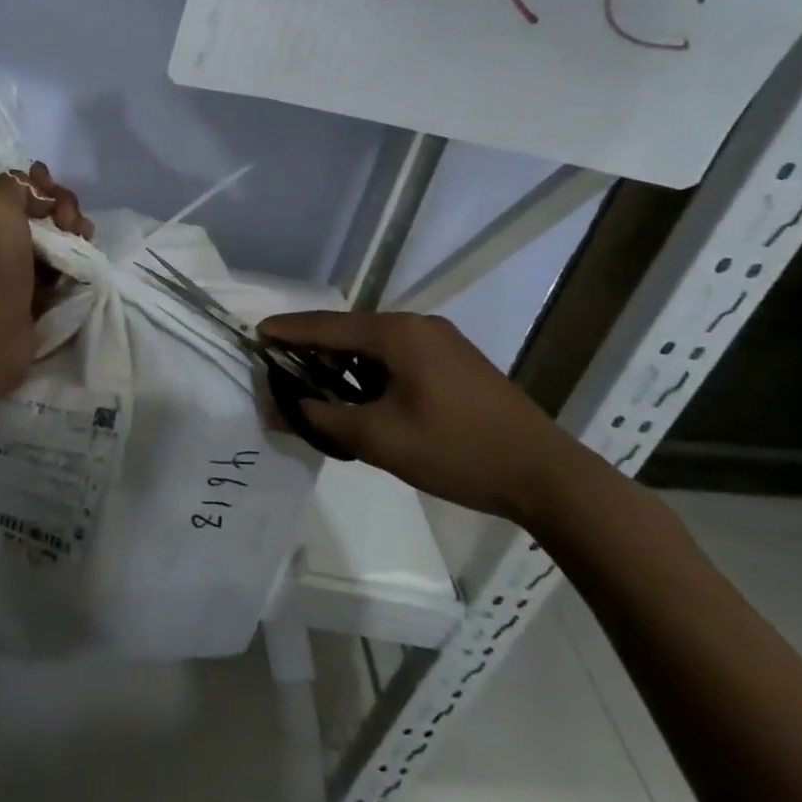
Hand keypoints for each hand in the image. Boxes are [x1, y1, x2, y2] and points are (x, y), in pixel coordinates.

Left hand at [0, 164, 91, 374]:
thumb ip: (17, 183)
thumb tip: (42, 196)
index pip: (24, 187)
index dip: (46, 185)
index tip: (55, 195)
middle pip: (45, 211)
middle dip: (66, 210)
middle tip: (72, 224)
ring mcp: (19, 266)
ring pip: (58, 238)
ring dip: (76, 235)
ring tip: (85, 242)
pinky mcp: (38, 291)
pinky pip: (64, 266)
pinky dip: (77, 261)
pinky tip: (84, 263)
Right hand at [258, 310, 598, 524]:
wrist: (547, 476)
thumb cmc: (456, 450)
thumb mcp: (379, 439)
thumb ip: (322, 419)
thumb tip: (278, 407)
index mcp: (398, 333)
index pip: (326, 325)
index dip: (287, 331)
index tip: (255, 335)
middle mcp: (418, 325)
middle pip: (349, 331)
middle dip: (314, 350)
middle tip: (285, 373)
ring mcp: (442, 342)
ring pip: (375, 346)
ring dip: (344, 364)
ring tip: (321, 391)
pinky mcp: (457, 363)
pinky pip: (399, 357)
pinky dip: (372, 372)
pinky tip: (366, 399)